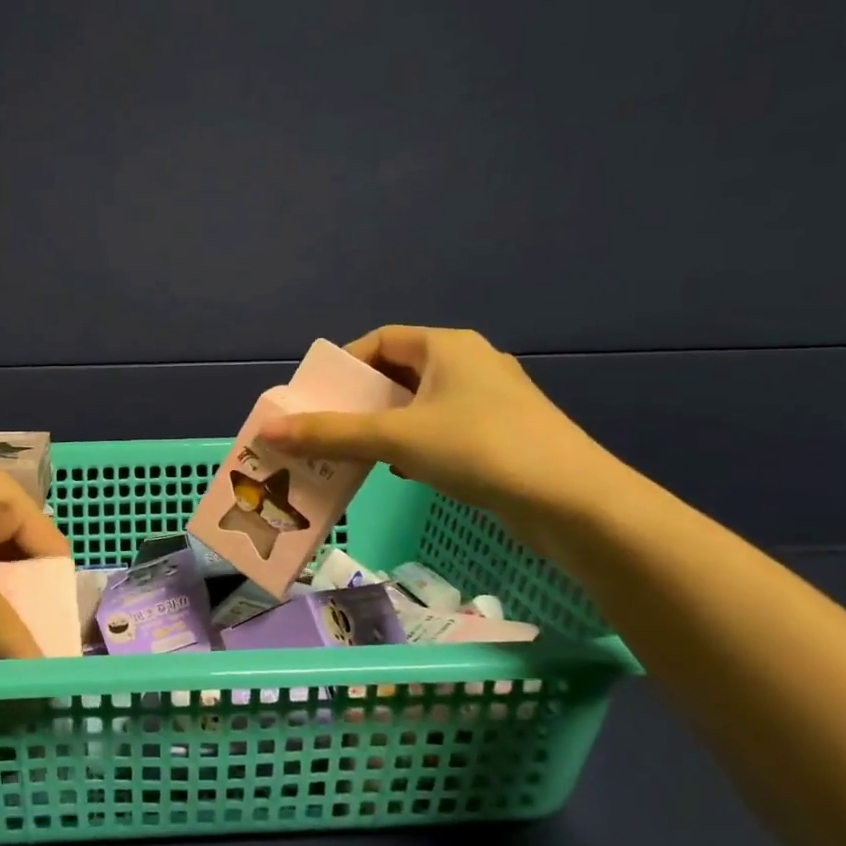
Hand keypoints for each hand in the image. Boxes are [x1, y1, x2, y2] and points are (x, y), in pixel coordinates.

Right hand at [257, 326, 621, 531]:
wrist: (576, 504)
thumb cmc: (481, 450)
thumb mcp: (397, 439)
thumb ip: (331, 433)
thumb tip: (269, 429)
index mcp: (447, 346)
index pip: (381, 341)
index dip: (344, 366)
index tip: (316, 397)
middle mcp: (470, 364)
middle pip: (397, 374)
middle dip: (359, 403)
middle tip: (325, 431)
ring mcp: (490, 401)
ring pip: (419, 407)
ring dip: (384, 428)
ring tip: (354, 455)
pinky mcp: (502, 436)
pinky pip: (442, 431)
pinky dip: (414, 446)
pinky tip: (401, 473)